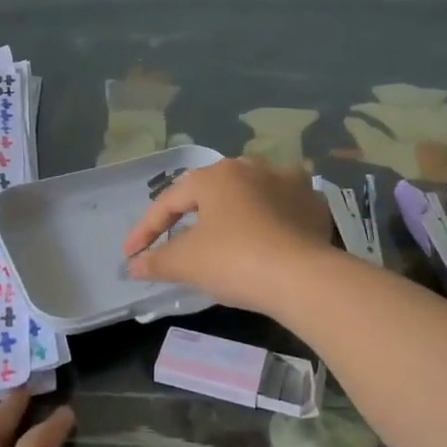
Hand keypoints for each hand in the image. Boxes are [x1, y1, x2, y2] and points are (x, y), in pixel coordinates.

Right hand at [124, 157, 336, 313]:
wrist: (303, 278)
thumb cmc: (235, 260)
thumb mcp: (186, 262)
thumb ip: (156, 260)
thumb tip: (135, 265)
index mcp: (216, 175)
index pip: (170, 200)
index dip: (146, 228)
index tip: (132, 254)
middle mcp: (252, 168)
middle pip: (211, 192)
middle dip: (190, 214)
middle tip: (174, 238)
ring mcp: (289, 183)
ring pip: (249, 196)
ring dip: (231, 214)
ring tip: (220, 236)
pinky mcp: (314, 206)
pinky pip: (281, 210)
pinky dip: (267, 223)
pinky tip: (263, 240)